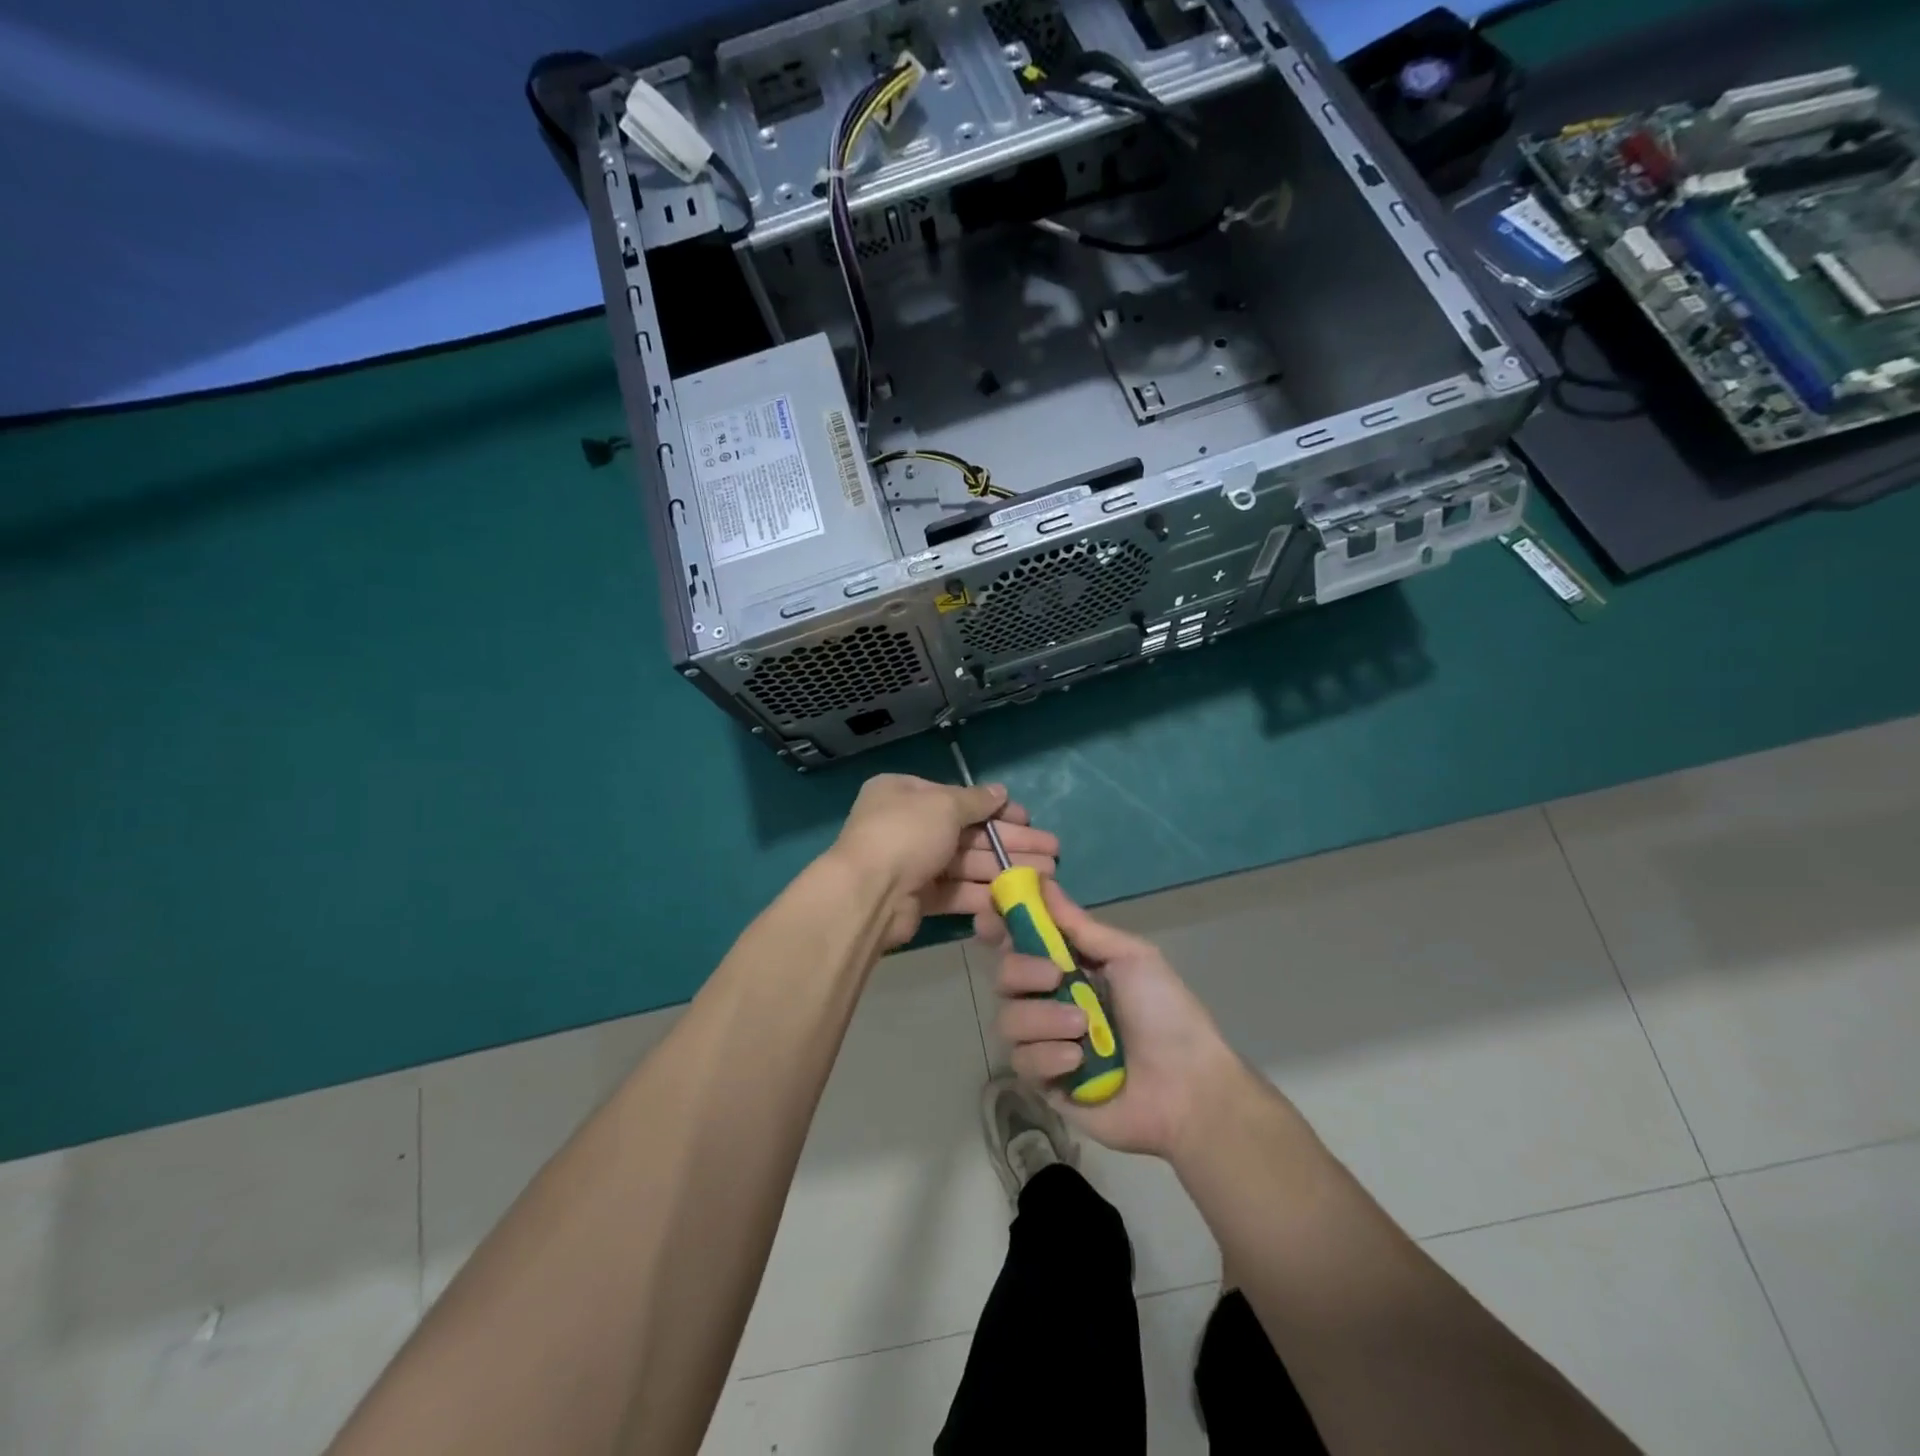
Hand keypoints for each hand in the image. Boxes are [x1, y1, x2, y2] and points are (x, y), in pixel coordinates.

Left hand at [832, 774, 1059, 948]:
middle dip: (1010, 842)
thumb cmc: (905, 834)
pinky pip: (957, 890)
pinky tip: (1018, 897)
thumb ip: (975, 800)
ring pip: (967, 863)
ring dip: (1005, 868)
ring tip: (1047, 874)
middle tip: (1051, 850)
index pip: (958, 798)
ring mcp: (912, 864)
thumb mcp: (943, 805)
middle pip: (968, 832)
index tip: (1027, 819)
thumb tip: (1000, 792)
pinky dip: (985, 892)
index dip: (996, 809)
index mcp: (904, 793)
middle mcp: (907, 825)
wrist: (867, 894)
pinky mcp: (918, 898)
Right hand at [979, 881, 1243, 1158]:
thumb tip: (1043, 882)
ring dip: (1043, 1019)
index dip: (1000, 925)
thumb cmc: (1166, 1013)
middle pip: (1004, 974)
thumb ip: (1080, 926)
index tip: (990, 916)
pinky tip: (1079, 1061)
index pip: (1020, 939)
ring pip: (1007, 1018)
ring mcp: (1045, 1041)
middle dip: (1022, 970)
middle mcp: (1050, 998)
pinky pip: (1021, 1060)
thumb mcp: (1130, 957)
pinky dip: (1047, 1056)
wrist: (1187, 1087)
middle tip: (1055, 977)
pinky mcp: (1044, 1081)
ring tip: (1083, 1028)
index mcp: (1070, 965)